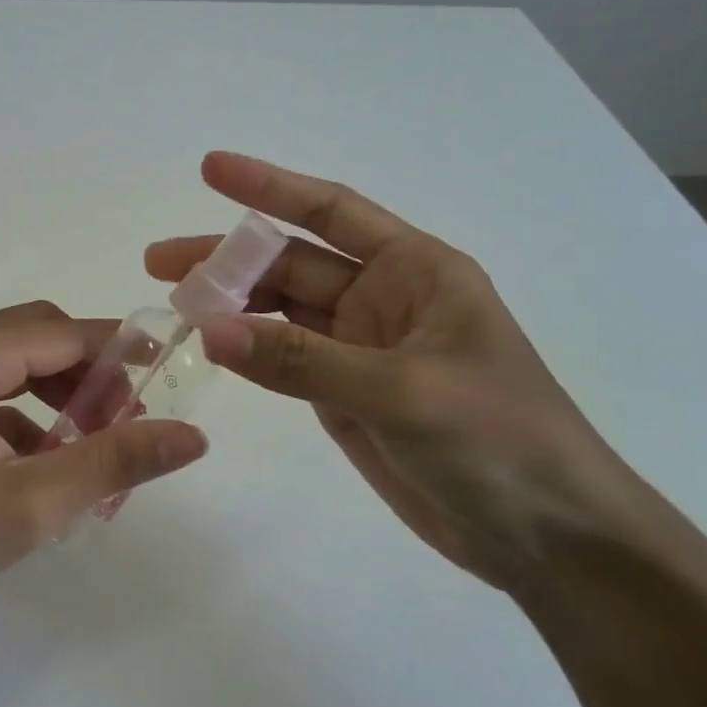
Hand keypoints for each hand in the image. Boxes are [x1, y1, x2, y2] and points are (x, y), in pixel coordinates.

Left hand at [0, 301, 208, 626]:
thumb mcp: (29, 505)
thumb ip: (113, 462)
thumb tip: (193, 436)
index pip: (63, 332)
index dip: (120, 351)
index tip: (166, 379)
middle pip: (37, 340)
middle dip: (88, 377)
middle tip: (124, 426)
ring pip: (11, 367)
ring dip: (55, 399)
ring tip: (86, 451)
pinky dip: (21, 417)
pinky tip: (36, 467)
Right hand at [147, 153, 664, 594]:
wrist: (547, 537)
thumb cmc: (499, 441)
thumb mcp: (402, 391)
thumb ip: (301, 360)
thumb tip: (210, 328)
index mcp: (415, 270)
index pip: (330, 212)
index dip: (269, 187)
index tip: (209, 169)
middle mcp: (384, 299)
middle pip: (291, 264)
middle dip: (228, 259)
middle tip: (158, 263)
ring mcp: (361, 349)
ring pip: (281, 313)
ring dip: (231, 305)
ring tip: (172, 305)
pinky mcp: (346, 394)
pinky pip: (285, 360)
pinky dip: (247, 351)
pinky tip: (209, 346)